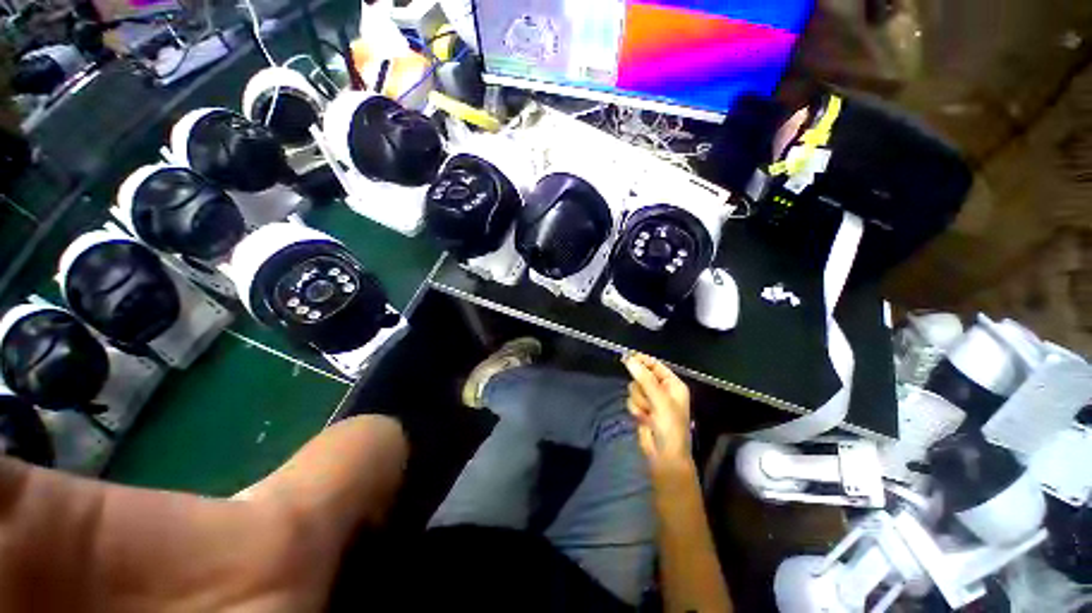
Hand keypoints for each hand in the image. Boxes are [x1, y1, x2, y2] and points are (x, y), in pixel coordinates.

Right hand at [623, 353, 692, 476]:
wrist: (664, 456)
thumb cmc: (670, 427)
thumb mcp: (660, 400)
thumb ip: (644, 379)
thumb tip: (628, 359)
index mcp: (673, 384)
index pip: (655, 365)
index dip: (642, 360)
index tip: (627, 356)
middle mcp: (662, 389)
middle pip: (641, 375)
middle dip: (641, 387)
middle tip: (647, 398)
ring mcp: (651, 400)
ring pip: (634, 388)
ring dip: (639, 401)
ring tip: (648, 413)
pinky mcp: (641, 409)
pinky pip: (631, 400)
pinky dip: (636, 409)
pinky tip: (643, 419)